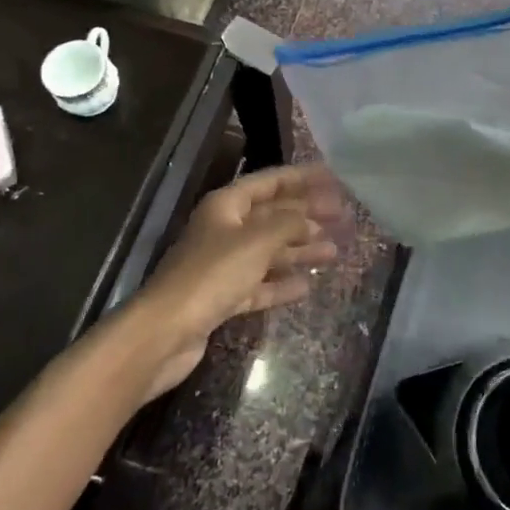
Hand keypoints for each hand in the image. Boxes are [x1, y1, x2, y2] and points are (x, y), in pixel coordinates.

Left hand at [137, 164, 343, 376]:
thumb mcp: (256, 241)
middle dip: (306, 215)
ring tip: (334, 252)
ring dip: (299, 249)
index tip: (334, 178)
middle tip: (343, 217)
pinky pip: (260, 284)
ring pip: (269, 251)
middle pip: (272, 216)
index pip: (270, 182)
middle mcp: (225, 229)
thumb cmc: (212, 275)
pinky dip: (281, 284)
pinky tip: (306, 286)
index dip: (302, 178)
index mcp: (227, 205)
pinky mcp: (223, 297)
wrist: (165, 332)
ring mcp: (223, 265)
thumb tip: (311, 219)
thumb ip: (288, 225)